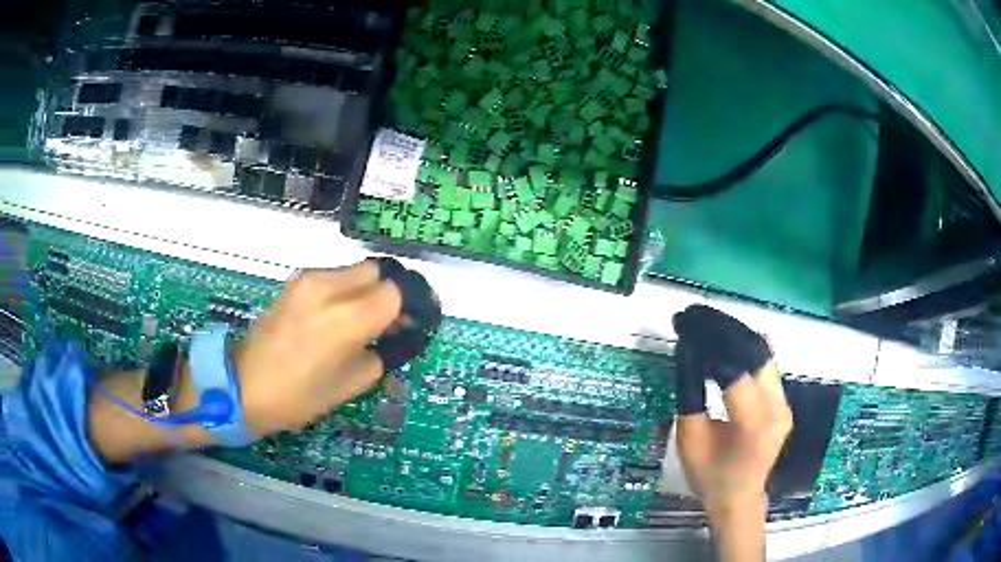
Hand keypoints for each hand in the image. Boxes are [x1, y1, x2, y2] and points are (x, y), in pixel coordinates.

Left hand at [88, 261, 403, 464]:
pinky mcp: (294, 282)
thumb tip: (395, 336)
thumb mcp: (351, 385)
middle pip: (377, 271)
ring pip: (354, 270)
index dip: (407, 309)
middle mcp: (328, 288)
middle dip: (387, 294)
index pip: (394, 292)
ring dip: (365, 290)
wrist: (243, 384)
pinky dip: (344, 291)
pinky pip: (333, 277)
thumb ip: (381, 354)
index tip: (409, 326)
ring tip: (360, 321)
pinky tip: (335, 318)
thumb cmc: (298, 396)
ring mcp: (308, 280)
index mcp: (346, 319)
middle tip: (387, 322)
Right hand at [672, 306, 791, 560]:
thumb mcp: (689, 439)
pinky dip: (745, 348)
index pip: (734, 371)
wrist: (739, 498)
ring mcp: (785, 403)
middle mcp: (777, 408)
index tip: (685, 326)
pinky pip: (766, 364)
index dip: (709, 344)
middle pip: (754, 352)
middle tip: (695, 315)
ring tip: (707, 322)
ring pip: (764, 353)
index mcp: (753, 425)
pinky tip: (726, 340)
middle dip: (723, 329)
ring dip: (735, 334)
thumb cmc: (709, 477)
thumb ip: (689, 394)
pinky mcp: (784, 400)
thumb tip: (686, 350)